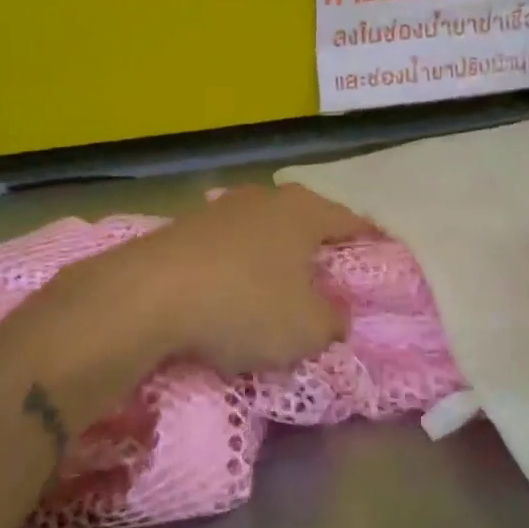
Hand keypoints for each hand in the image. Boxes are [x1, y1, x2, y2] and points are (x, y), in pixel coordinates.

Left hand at [48, 185, 373, 376]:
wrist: (147, 296)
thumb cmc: (245, 305)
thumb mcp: (308, 329)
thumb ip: (334, 321)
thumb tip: (336, 315)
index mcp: (304, 211)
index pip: (351, 222)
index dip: (370, 241)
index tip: (381, 256)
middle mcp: (265, 198)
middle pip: (305, 220)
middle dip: (318, 245)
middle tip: (331, 274)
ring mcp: (220, 208)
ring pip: (263, 231)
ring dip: (274, 255)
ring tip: (280, 283)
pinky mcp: (183, 228)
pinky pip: (228, 247)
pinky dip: (238, 266)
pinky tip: (233, 290)